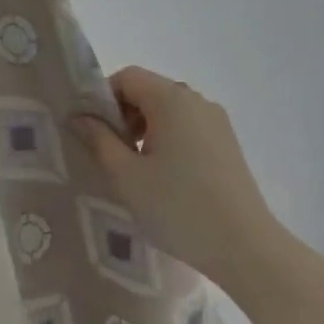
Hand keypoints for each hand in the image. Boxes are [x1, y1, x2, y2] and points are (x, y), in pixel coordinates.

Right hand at [74, 66, 283, 292]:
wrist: (244, 247)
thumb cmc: (177, 207)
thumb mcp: (126, 175)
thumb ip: (99, 140)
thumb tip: (79, 118)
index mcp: (172, 99)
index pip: (127, 77)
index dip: (102, 98)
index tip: (91, 132)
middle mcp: (197, 101)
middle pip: (149, 91)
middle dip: (122, 115)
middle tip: (109, 154)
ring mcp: (217, 122)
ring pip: (168, 111)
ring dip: (144, 129)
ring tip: (134, 170)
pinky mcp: (227, 144)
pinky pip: (187, 128)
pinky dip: (167, 140)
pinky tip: (163, 178)